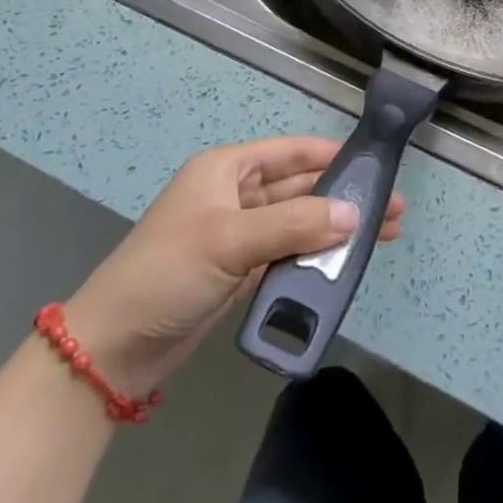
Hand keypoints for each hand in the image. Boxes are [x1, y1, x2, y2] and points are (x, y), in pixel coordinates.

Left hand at [63, 136, 405, 394]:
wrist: (110, 351)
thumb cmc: (166, 274)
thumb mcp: (230, 241)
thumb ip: (295, 224)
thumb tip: (354, 214)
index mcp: (227, 169)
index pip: (292, 151)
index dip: (334, 155)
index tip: (375, 164)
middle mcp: (236, 195)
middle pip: (301, 188)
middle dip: (344, 197)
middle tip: (392, 208)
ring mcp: (239, 236)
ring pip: (299, 224)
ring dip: (335, 230)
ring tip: (383, 236)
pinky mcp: (240, 273)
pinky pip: (288, 256)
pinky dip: (315, 260)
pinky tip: (345, 266)